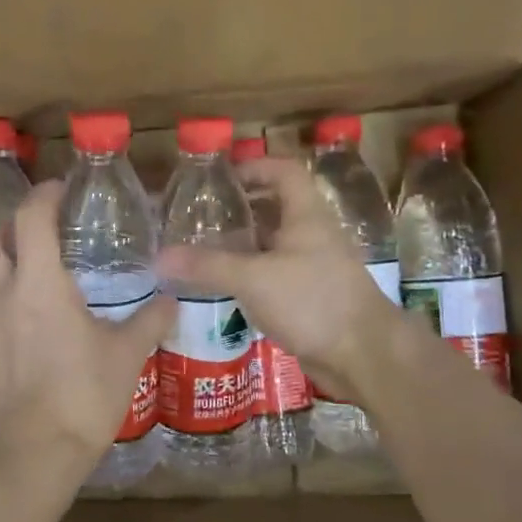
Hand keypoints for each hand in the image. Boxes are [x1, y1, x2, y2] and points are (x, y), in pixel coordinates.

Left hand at [0, 180, 173, 474]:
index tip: (61, 191)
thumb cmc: (85, 393)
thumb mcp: (128, 354)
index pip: (32, 217)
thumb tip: (172, 301)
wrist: (39, 448)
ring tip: (3, 269)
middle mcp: (1, 292)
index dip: (45, 195)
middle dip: (9, 228)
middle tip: (35, 236)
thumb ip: (150, 321)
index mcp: (41, 281)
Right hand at [155, 156, 402, 401]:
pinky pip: (277, 275)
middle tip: (204, 217)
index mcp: (306, 216)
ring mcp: (315, 267)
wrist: (363, 354)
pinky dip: (253, 274)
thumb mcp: (253, 278)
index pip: (285, 172)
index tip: (223, 178)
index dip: (256, 166)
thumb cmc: (312, 301)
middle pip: (277, 208)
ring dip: (245, 244)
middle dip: (242, 209)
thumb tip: (159, 257)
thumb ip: (206, 266)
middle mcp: (313, 235)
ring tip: (206, 250)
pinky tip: (228, 287)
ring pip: (275, 245)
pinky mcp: (313, 297)